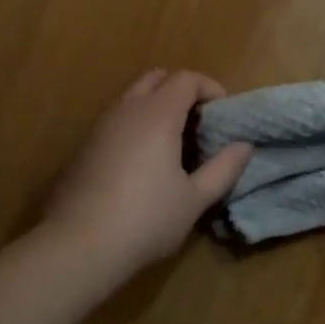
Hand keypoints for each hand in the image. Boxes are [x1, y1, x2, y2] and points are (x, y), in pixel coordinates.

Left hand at [43, 70, 252, 276]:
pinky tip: (143, 161)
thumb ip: (223, 169)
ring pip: (131, 97)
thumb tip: (244, 146)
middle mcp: (126, 110)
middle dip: (180, 90)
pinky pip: (115, 120)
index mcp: (157, 115)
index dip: (209, 88)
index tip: (223, 112)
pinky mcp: (83, 147)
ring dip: (155, 106)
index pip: (185, 79)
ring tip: (173, 142)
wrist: (80, 245)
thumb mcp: (195, 199)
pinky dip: (135, 124)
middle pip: (155, 78)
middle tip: (198, 121)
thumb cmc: (147, 219)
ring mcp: (100, 127)